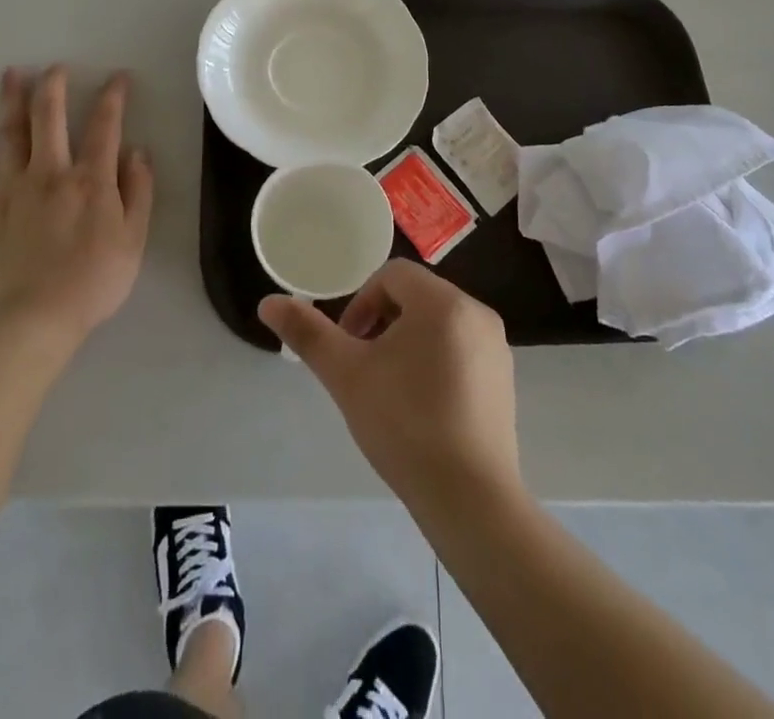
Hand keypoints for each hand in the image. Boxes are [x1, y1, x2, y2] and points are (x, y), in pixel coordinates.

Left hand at [0, 66, 154, 342]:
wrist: (35, 319)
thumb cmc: (94, 281)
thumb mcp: (134, 238)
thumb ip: (139, 190)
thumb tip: (138, 151)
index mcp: (92, 179)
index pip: (106, 126)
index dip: (113, 97)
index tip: (118, 77)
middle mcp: (52, 172)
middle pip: (50, 117)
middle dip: (54, 86)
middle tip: (55, 66)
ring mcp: (13, 187)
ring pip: (11, 133)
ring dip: (11, 100)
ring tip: (10, 74)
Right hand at [259, 260, 520, 511]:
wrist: (470, 498)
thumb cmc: (404, 424)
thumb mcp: (347, 375)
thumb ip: (308, 333)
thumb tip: (269, 301)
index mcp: (442, 301)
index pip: (392, 275)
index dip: (361, 303)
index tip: (349, 346)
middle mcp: (476, 312)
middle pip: (417, 297)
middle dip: (382, 323)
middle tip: (364, 369)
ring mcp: (496, 347)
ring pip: (439, 324)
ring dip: (407, 343)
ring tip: (390, 390)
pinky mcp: (505, 380)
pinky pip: (461, 350)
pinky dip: (436, 363)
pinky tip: (422, 409)